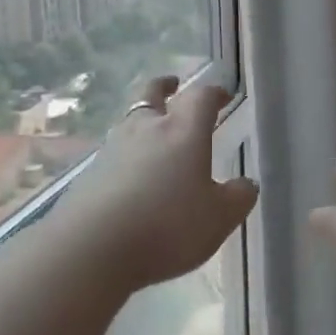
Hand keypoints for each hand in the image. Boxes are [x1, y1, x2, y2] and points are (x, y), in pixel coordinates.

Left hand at [56, 76, 257, 295]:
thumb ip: (238, 197)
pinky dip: (126, 153)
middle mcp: (146, 129)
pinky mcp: (90, 174)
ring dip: (143, 118)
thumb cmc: (167, 226)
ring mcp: (112, 149)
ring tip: (152, 130)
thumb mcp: (219, 218)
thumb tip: (245, 184)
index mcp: (183, 131)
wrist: (91, 249)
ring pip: (130, 121)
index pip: (201, 97)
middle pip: (153, 94)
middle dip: (166, 87)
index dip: (214, 93)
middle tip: (172, 85)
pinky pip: (113, 152)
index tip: (223, 96)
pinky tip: (131, 173)